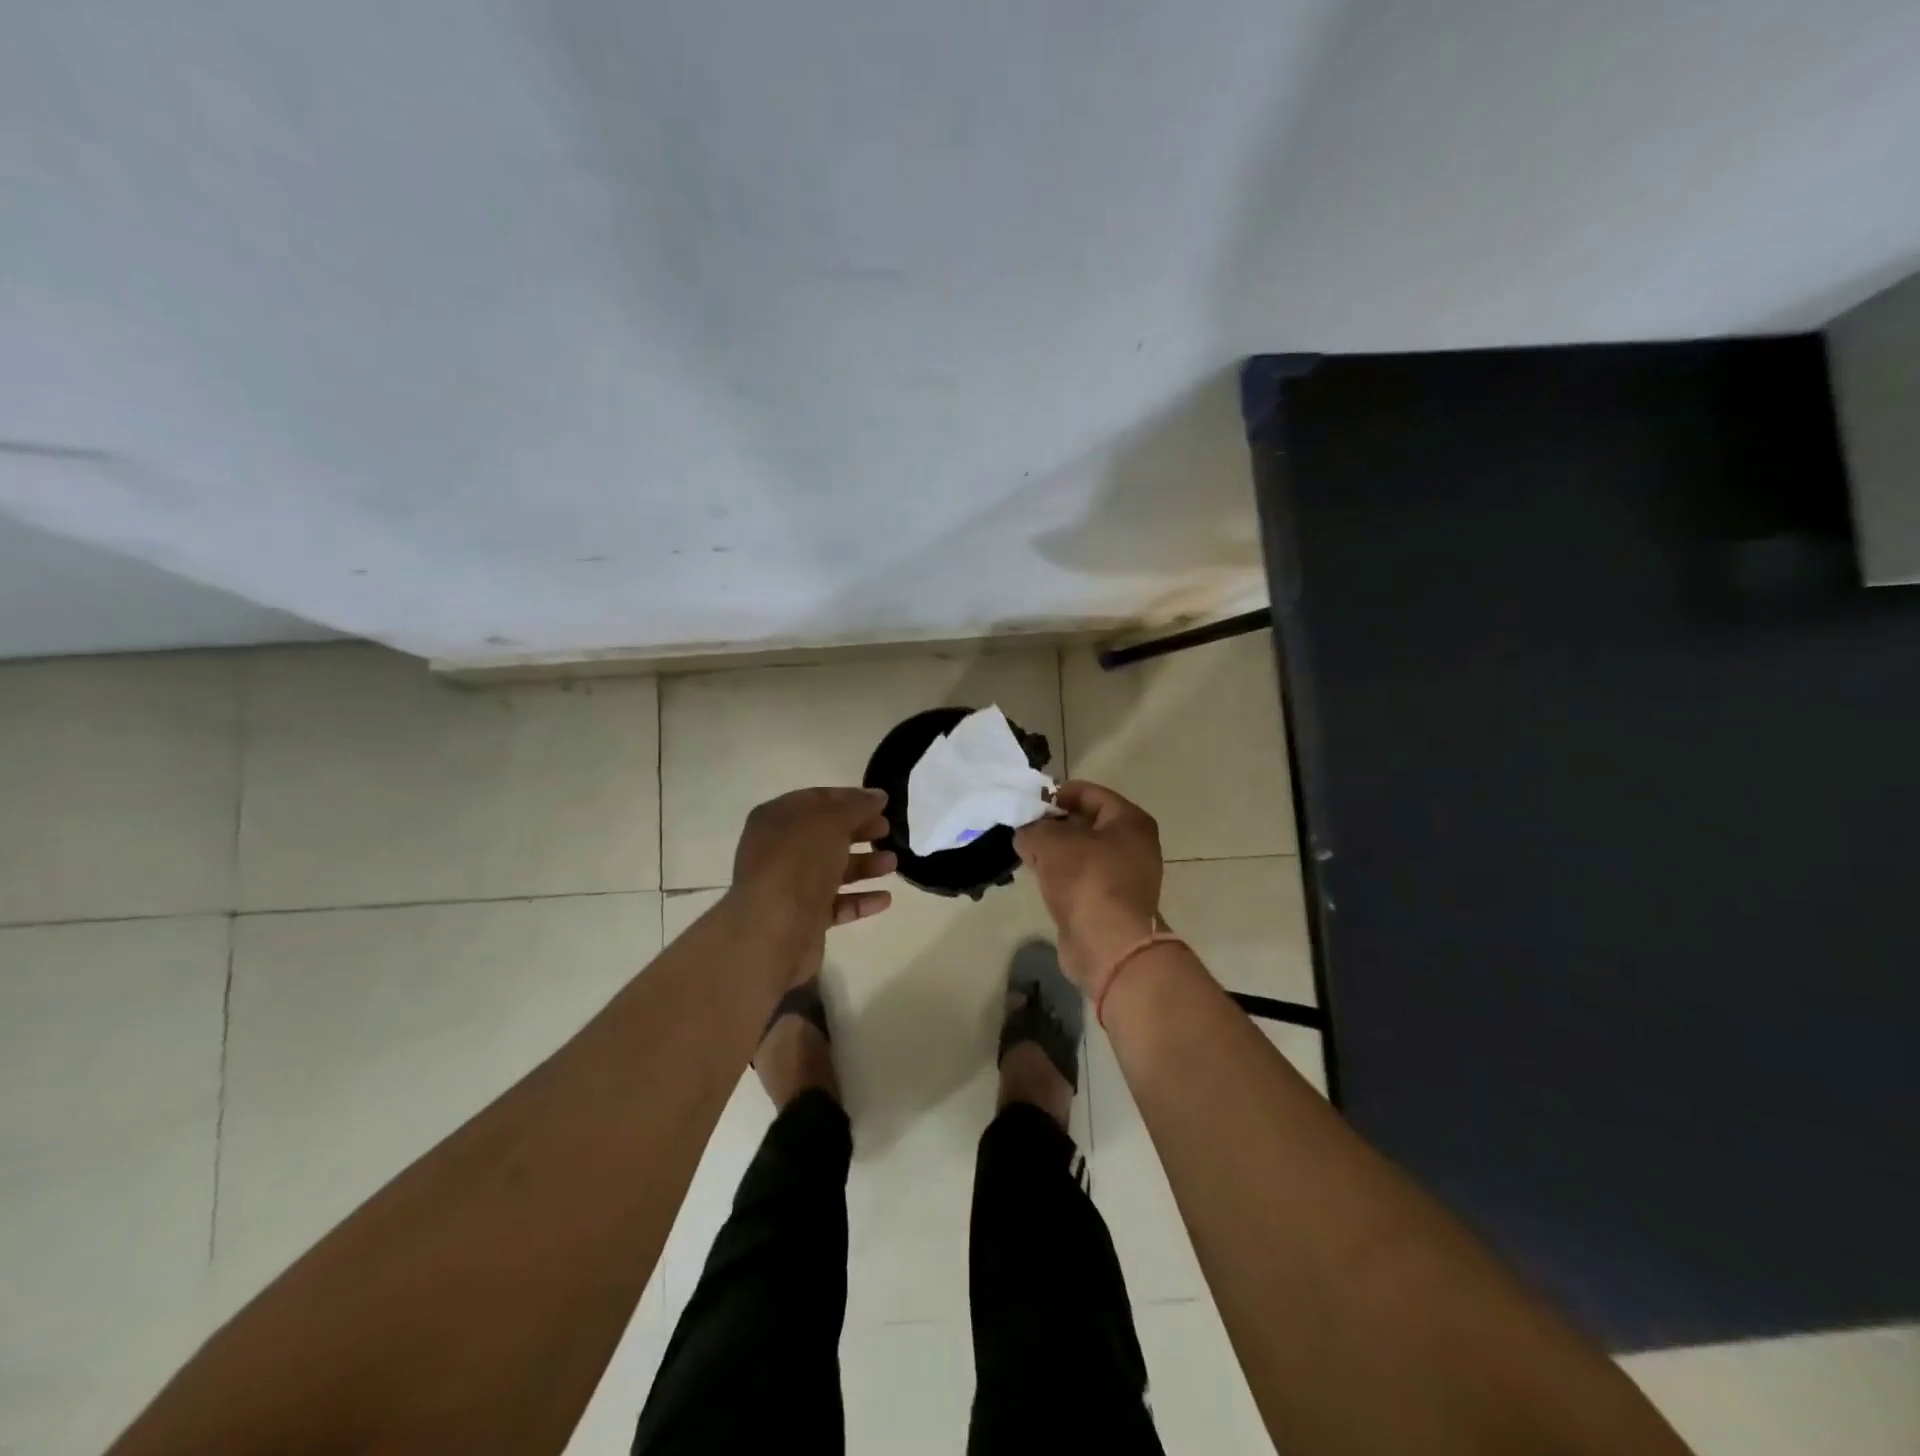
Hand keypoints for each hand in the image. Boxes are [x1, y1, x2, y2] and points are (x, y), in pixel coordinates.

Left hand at [726, 787, 895, 979]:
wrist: (774, 930)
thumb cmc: (799, 862)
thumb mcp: (831, 821)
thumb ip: (856, 805)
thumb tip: (876, 796)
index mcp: (776, 819)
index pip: (817, 800)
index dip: (849, 799)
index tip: (882, 803)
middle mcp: (778, 850)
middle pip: (825, 835)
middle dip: (859, 831)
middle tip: (888, 830)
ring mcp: (789, 887)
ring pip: (832, 870)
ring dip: (864, 865)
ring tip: (893, 864)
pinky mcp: (803, 919)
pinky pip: (836, 904)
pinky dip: (860, 900)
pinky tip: (885, 899)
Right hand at [1014, 781, 1163, 989]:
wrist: (1109, 945)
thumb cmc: (1086, 880)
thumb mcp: (1049, 842)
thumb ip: (1032, 829)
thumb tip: (1026, 834)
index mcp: (1130, 821)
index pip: (1090, 793)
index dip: (1058, 793)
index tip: (1030, 802)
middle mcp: (1135, 845)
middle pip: (1087, 823)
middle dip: (1054, 824)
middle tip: (1024, 828)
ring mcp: (1127, 877)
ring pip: (1084, 853)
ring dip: (1056, 852)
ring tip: (1026, 852)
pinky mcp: (1113, 904)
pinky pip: (1083, 878)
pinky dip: (1063, 876)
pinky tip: (1039, 878)